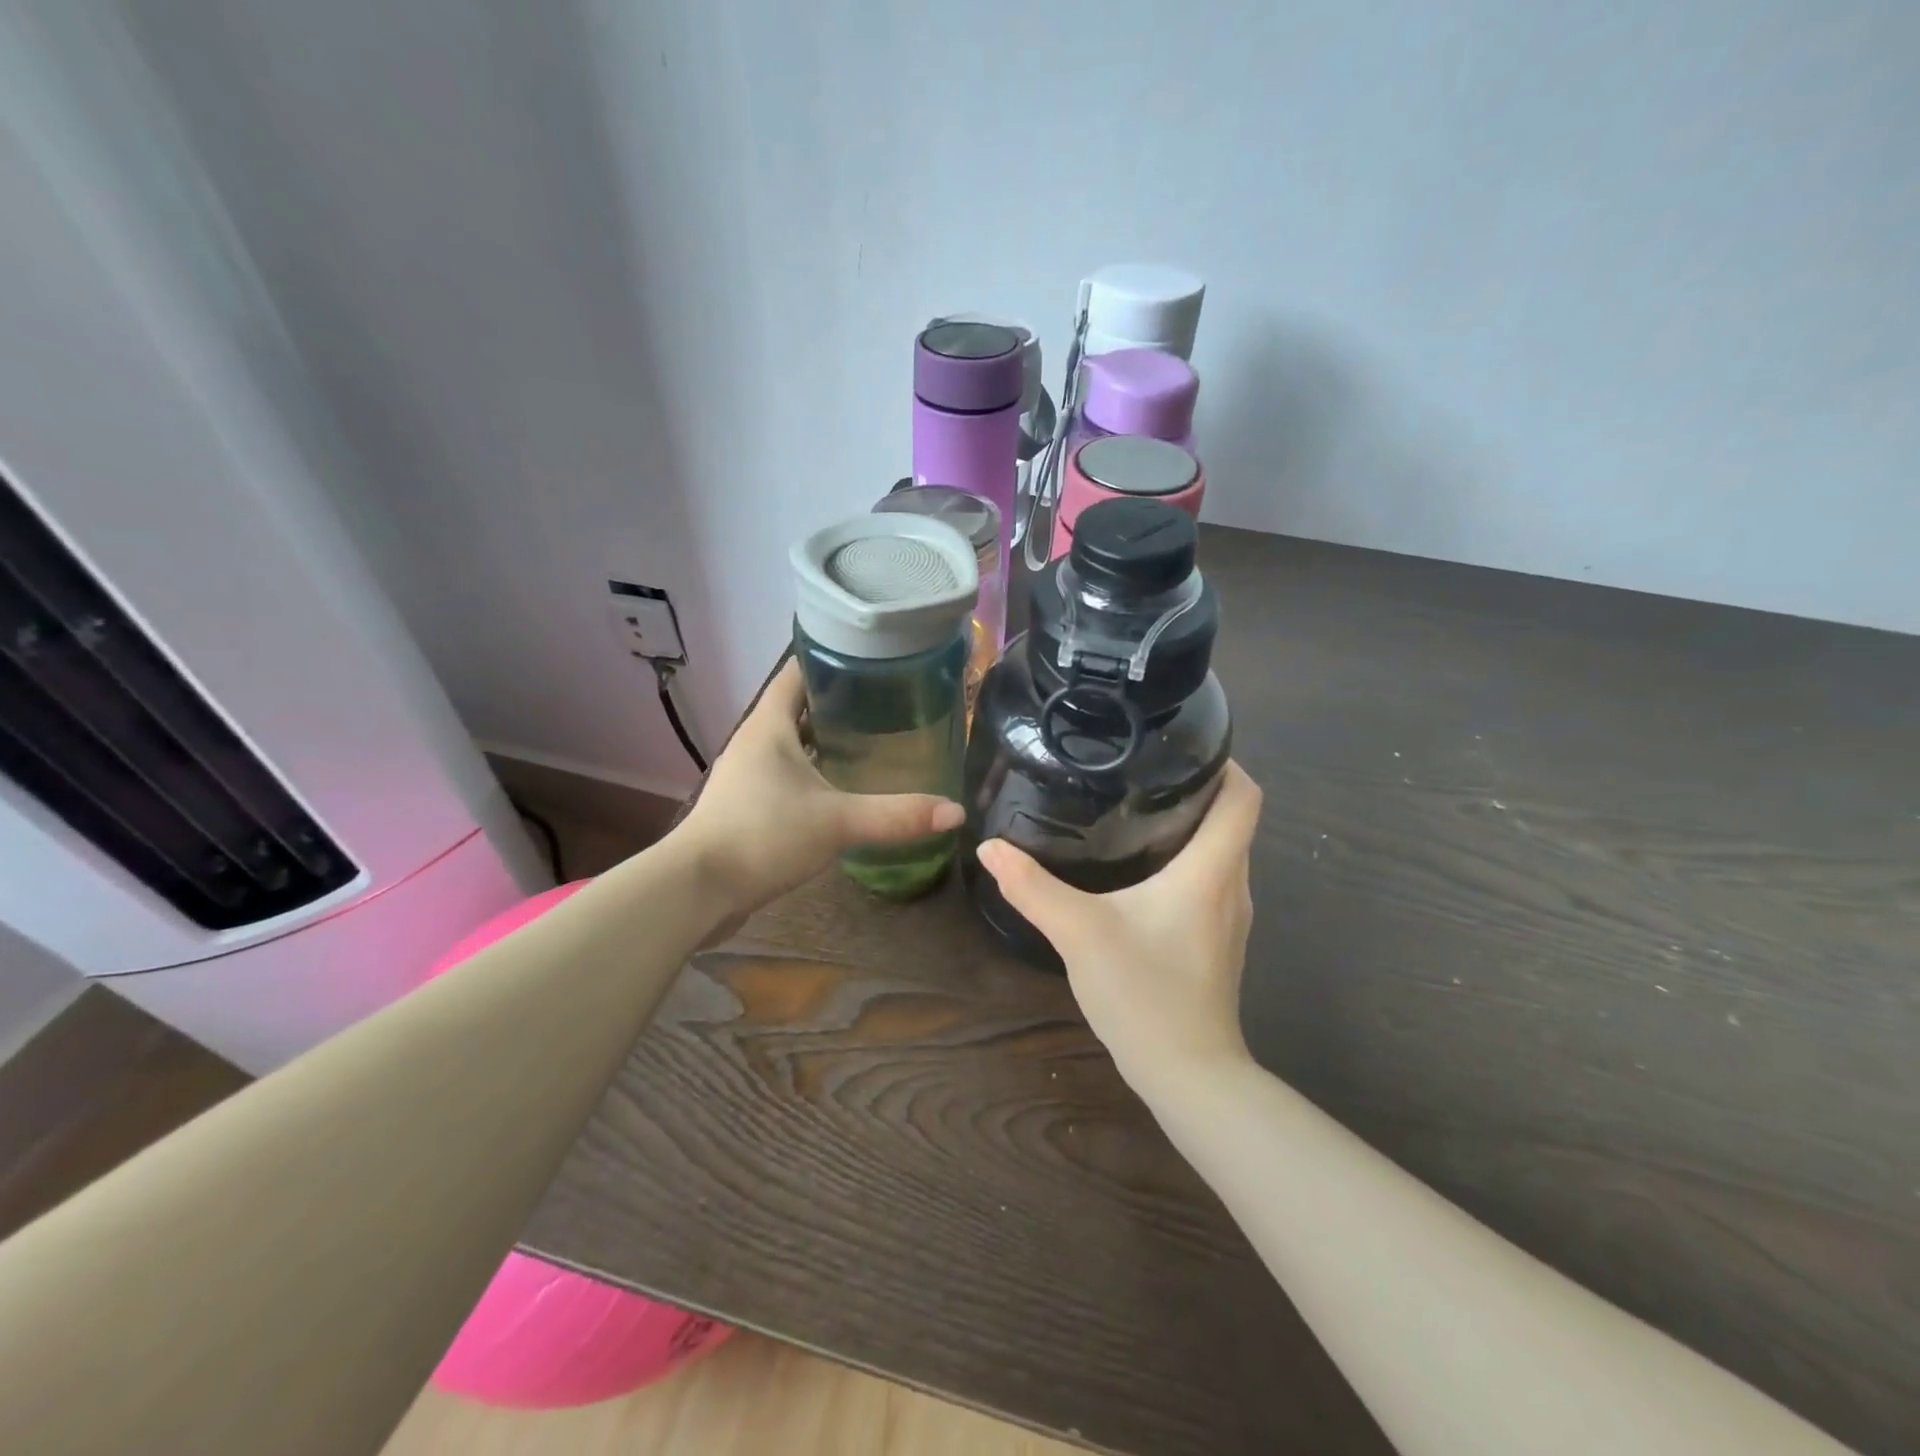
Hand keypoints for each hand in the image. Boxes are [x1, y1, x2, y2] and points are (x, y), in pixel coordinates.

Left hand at [676, 660, 964, 920]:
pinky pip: (788, 774)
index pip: (799, 670)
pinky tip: (844, 788)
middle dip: (842, 702)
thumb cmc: (763, 835)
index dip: (834, 660)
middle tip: (890, 704)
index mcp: (770, 724)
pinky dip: (815, 772)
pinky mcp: (748, 803)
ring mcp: (749, 773)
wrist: (699, 889)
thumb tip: (955, 812)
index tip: (875, 661)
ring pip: (794, 742)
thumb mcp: (837, 821)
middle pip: (800, 705)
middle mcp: (756, 740)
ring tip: (875, 741)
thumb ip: (896, 815)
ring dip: (827, 740)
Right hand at [974, 762, 1262, 1093]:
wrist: (1189, 1075)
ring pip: (1221, 851)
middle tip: (1140, 770)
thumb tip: (991, 848)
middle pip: (1232, 818)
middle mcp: (1233, 885)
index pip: (1244, 796)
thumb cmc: (1145, 994)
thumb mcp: (1080, 933)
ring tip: (1135, 809)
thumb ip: (1033, 888)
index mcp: (1211, 870)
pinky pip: (1211, 880)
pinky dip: (1186, 860)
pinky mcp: (1218, 940)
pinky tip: (1140, 870)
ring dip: (1191, 825)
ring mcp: (1230, 916)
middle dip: (1196, 788)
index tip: (1180, 747)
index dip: (1224, 762)